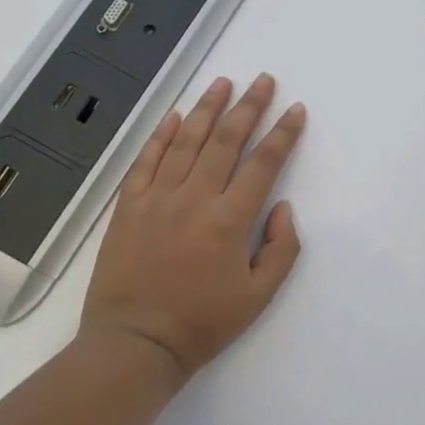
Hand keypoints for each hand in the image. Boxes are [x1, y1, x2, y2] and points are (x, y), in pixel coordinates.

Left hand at [79, 74, 305, 381]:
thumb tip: (282, 207)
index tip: (295, 110)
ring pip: (186, 141)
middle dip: (249, 107)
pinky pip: (147, 161)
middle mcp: (195, 198)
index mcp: (229, 220)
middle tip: (263, 81)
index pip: (263, 164)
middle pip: (226, 141)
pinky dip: (162, 136)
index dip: (283, 134)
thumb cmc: (202, 323)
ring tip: (223, 83)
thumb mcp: (259, 297)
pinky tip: (176, 117)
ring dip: (207, 109)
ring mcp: (157, 198)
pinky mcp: (129, 206)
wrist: (134, 344)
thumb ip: (281, 249)